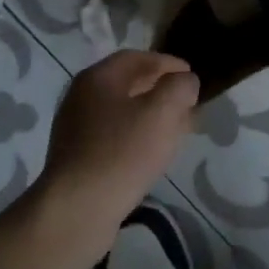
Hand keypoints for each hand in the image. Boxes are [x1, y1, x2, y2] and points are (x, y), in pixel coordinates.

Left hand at [33, 51, 201, 265]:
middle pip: (128, 84)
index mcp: (98, 77)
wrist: (77, 210)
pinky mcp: (77, 158)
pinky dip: (137, 136)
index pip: (137, 58)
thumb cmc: (122, 152)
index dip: (168, 63)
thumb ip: (180, 87)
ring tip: (177, 130)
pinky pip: (113, 136)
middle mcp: (81, 96)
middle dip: (161, 90)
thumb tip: (185, 81)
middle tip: (188, 104)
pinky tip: (153, 153)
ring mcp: (76, 128)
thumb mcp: (163, 112)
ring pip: (122, 112)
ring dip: (151, 115)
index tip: (192, 76)